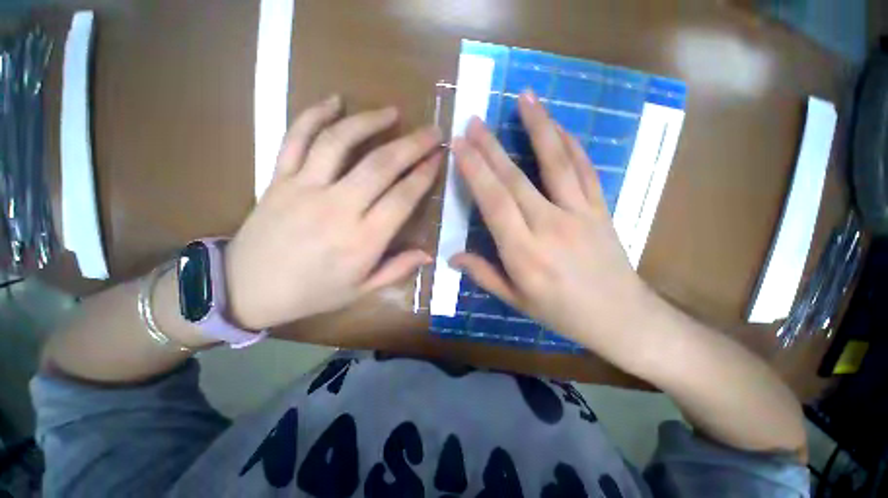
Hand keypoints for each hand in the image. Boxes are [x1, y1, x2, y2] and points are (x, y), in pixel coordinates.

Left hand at [225, 96, 442, 330]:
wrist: (247, 290)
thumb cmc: (313, 293)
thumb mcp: (362, 290)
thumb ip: (397, 269)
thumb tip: (428, 254)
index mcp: (363, 240)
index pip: (402, 198)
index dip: (423, 175)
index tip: (438, 158)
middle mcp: (338, 208)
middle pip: (380, 165)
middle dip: (412, 145)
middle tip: (431, 130)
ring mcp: (305, 188)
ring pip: (340, 142)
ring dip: (369, 121)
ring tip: (392, 112)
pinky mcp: (279, 178)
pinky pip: (296, 138)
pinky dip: (314, 115)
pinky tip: (334, 101)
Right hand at [450, 91, 648, 349]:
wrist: (620, 317)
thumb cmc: (561, 313)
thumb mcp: (516, 300)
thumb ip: (483, 274)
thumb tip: (452, 256)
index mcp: (524, 253)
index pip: (494, 203)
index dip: (476, 172)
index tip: (460, 146)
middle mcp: (549, 226)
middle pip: (516, 179)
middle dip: (491, 147)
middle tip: (474, 120)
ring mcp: (579, 213)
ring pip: (556, 163)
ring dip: (538, 127)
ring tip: (524, 98)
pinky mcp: (600, 209)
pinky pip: (585, 170)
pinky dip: (571, 144)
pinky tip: (559, 126)